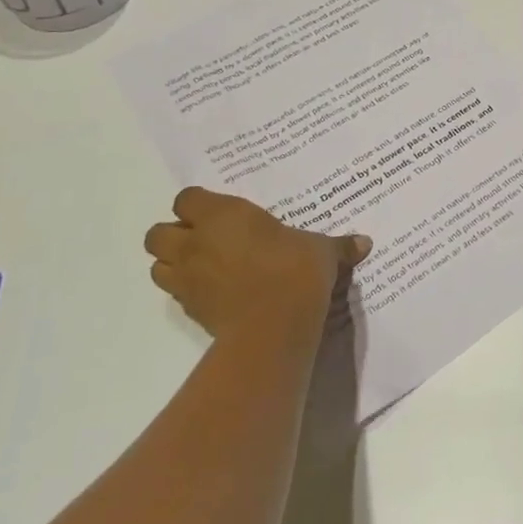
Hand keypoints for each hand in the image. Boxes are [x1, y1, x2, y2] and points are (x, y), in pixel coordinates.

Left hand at [143, 187, 370, 341]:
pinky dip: (187, 291)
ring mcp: (188, 278)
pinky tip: (215, 293)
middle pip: (157, 233)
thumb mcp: (322, 250)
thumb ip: (338, 245)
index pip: (187, 198)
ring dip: (173, 264)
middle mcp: (196, 242)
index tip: (221, 212)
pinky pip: (175, 295)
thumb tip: (365, 242)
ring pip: (157, 265)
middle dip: (175, 235)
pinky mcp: (189, 309)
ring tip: (204, 267)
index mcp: (223, 215)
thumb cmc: (295, 270)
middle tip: (206, 239)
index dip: (198, 204)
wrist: (274, 325)